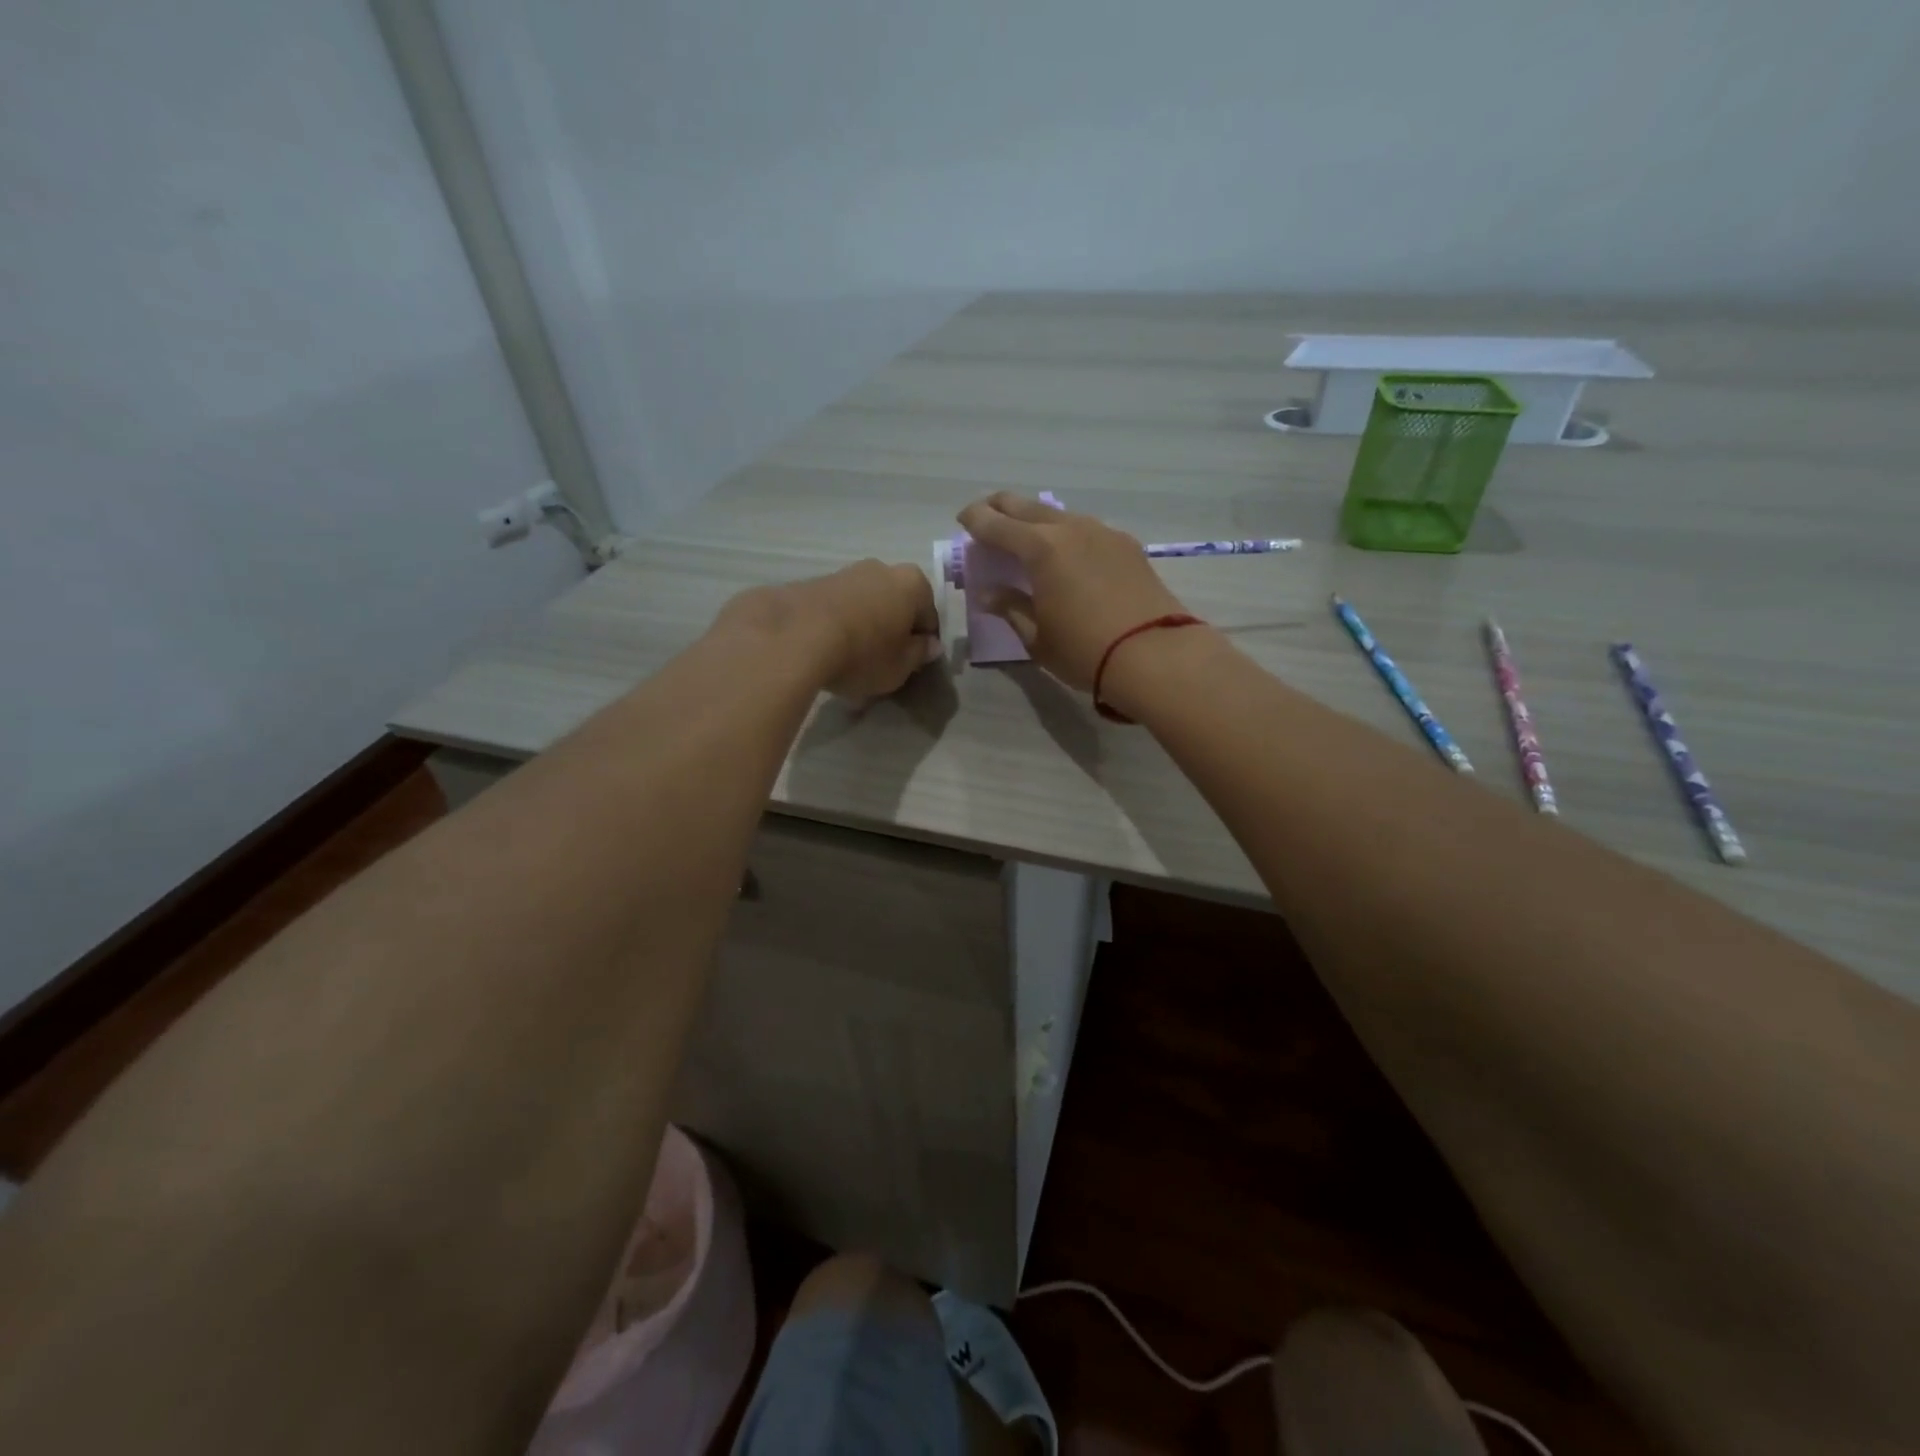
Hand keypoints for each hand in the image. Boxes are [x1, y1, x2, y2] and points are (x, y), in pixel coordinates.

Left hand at [713, 560, 939, 699]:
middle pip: (895, 603)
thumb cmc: (863, 654)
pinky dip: (837, 624)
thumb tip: (928, 645)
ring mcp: (844, 572)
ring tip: (850, 658)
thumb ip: (918, 654)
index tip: (912, 663)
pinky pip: (836, 607)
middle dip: (892, 628)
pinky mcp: (812, 582)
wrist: (794, 637)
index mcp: (913, 584)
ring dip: (864, 625)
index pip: (929, 616)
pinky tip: (827, 650)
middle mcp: (881, 569)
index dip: (923, 642)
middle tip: (883, 660)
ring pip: (864, 602)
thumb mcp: (900, 667)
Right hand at [955, 493, 1190, 691]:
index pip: (997, 524)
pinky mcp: (1127, 546)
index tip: (962, 520)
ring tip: (1025, 535)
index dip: (976, 520)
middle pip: (1028, 506)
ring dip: (1036, 519)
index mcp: (1041, 548)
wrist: (1156, 655)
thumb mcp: (1037, 637)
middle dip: (1002, 506)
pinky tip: (1066, 551)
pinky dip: (1066, 533)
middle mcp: (1071, 529)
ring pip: (1060, 514)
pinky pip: (1085, 529)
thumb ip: (1011, 608)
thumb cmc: (1085, 651)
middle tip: (986, 514)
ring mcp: (1103, 533)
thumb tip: (989, 593)